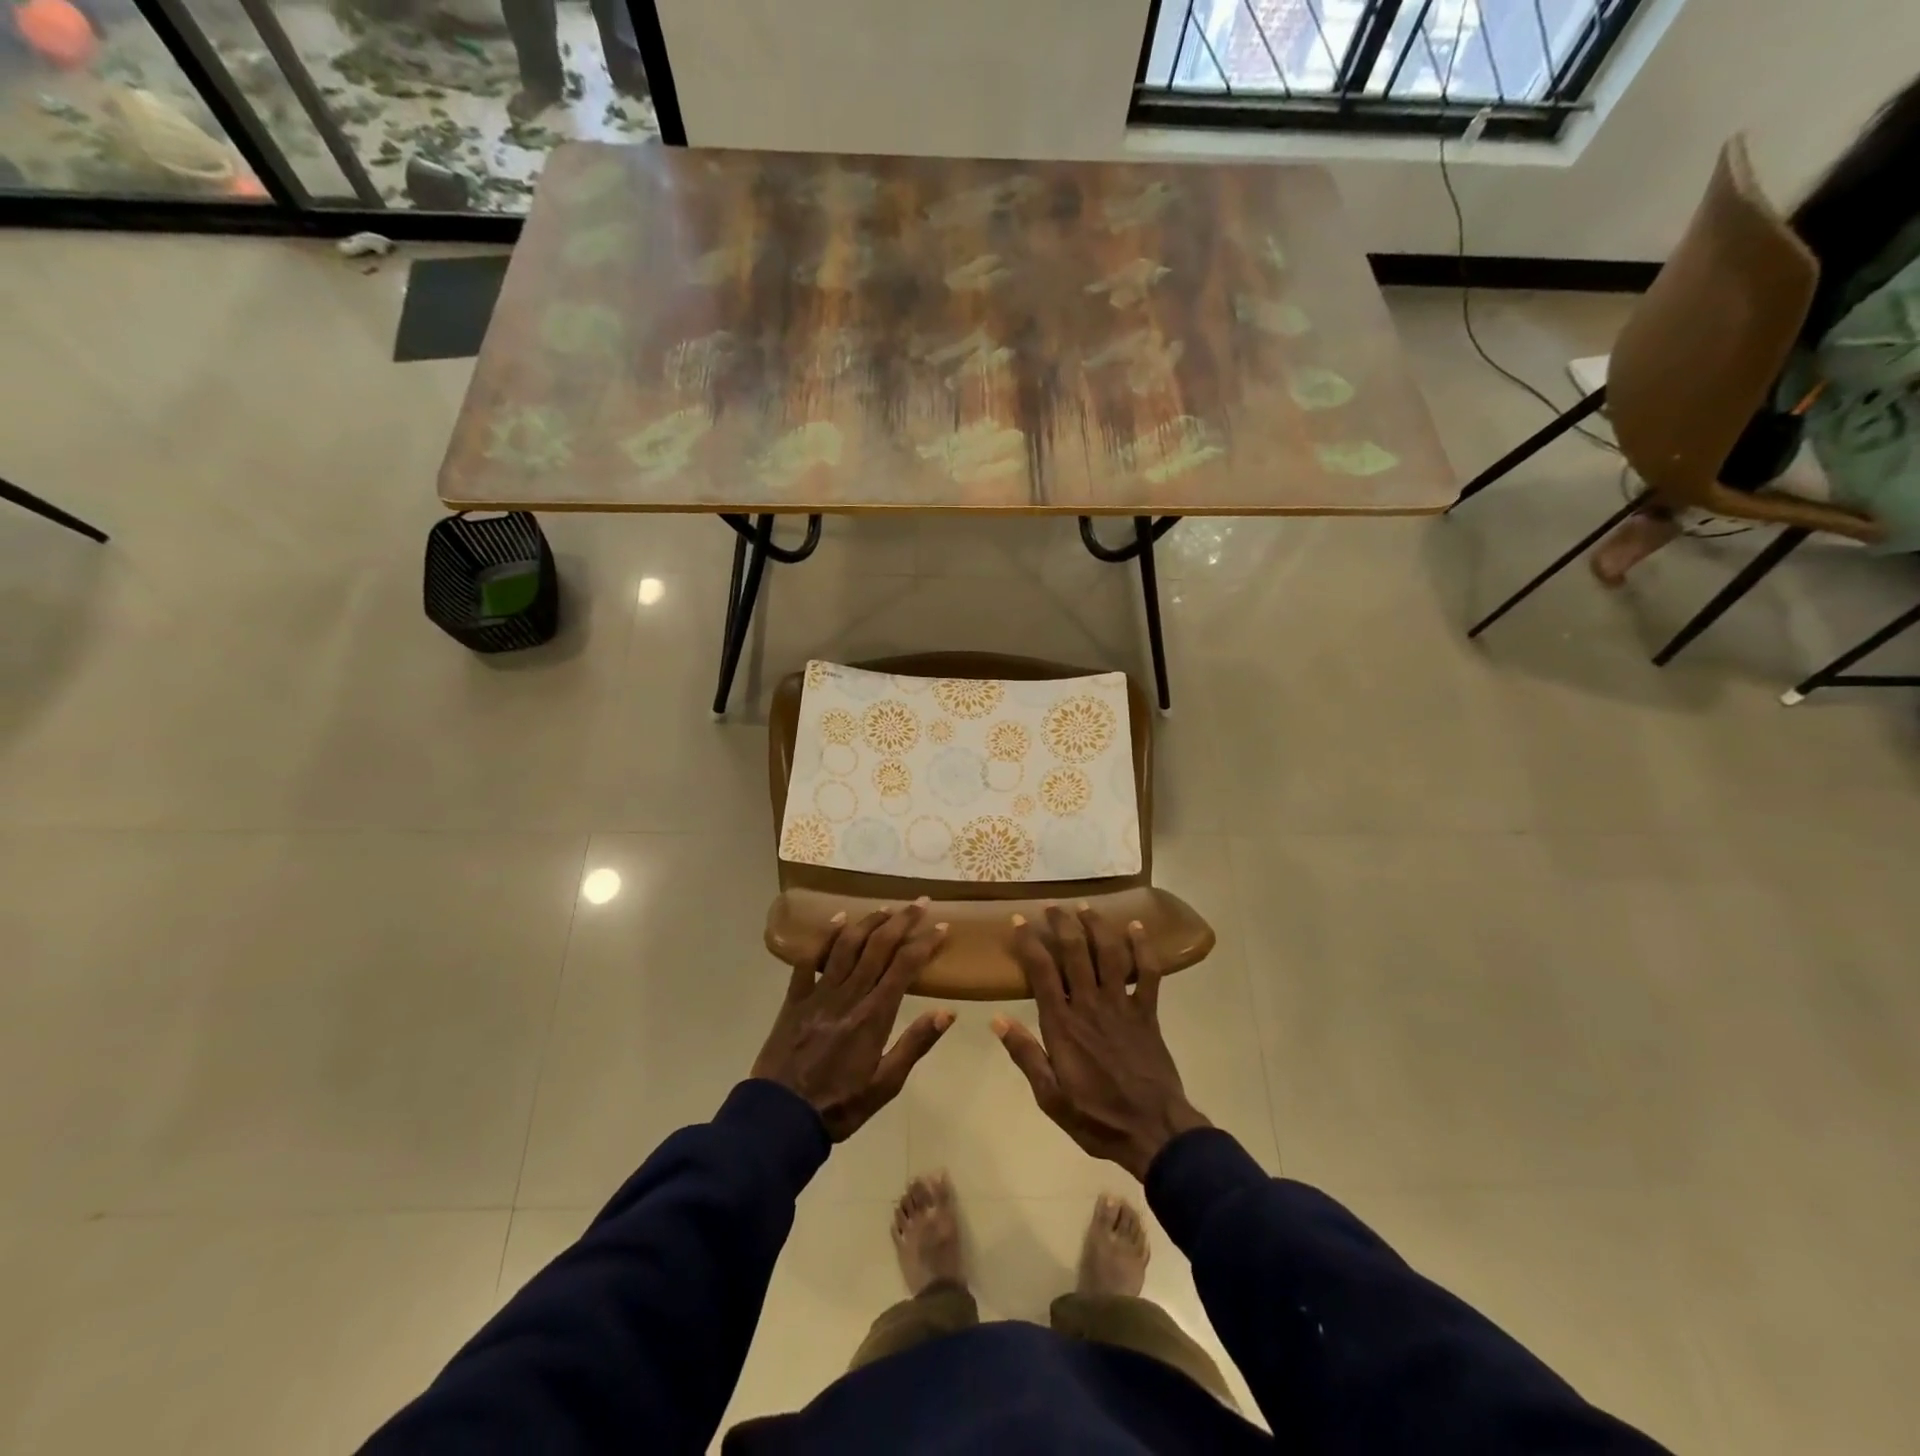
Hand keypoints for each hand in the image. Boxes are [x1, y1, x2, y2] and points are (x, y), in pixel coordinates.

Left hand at [752, 902, 954, 1140]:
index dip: (925, 943)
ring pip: (847, 945)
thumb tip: (947, 1012)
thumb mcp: (885, 1085)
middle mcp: (849, 994)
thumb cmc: (839, 1105)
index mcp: (874, 1015)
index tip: (942, 927)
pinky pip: (809, 959)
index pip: (905, 967)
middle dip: (902, 920)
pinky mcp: (795, 998)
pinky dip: (825, 936)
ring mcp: (819, 993)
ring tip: (887, 907)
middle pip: (878, 946)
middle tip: (920, 902)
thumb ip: (915, 1044)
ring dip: (869, 921)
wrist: (780, 1117)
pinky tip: (838, 919)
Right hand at [993, 905, 1209, 1180]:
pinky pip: (1148, 973)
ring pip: (1109, 953)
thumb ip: (1026, 1055)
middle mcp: (1090, 1004)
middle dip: (1062, 923)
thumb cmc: (1097, 1118)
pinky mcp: (1148, 1012)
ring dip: (1096, 926)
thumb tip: (997, 1019)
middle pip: (1075, 951)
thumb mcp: (1050, 1096)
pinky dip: (1144, 948)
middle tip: (1052, 906)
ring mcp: (1122, 1005)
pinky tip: (1138, 927)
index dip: (1029, 941)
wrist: (1154, 1131)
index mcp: (1063, 1024)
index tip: (1018, 921)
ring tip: (1086, 907)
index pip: (1041, 971)